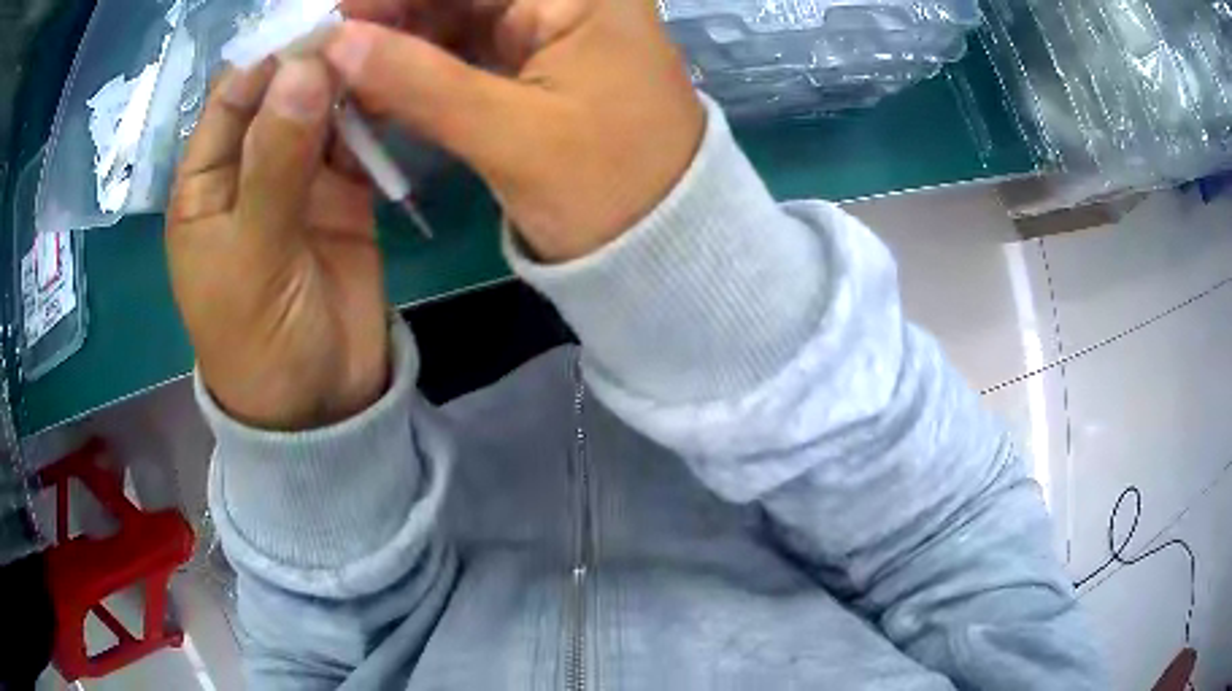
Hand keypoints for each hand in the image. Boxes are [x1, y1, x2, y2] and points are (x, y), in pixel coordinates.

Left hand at [167, 59, 388, 430]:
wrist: (321, 405)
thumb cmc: (259, 342)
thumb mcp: (252, 255)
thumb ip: (274, 161)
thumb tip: (304, 67)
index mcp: (205, 184)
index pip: (231, 98)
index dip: (270, 58)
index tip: (320, 27)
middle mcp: (248, 170)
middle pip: (280, 95)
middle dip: (316, 62)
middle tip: (364, 31)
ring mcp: (298, 179)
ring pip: (321, 111)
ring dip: (349, 83)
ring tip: (387, 50)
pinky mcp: (343, 194)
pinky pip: (357, 141)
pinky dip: (374, 115)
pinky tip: (396, 89)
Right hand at [327, 0, 704, 261]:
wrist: (664, 245)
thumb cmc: (609, 189)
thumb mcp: (511, 134)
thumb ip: (418, 82)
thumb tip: (336, 44)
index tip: (336, 18)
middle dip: (394, 13)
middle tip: (330, 49)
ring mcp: (553, 27)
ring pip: (458, 15)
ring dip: (401, 40)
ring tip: (342, 71)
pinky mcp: (537, 62)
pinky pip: (466, 48)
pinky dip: (421, 65)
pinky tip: (377, 84)